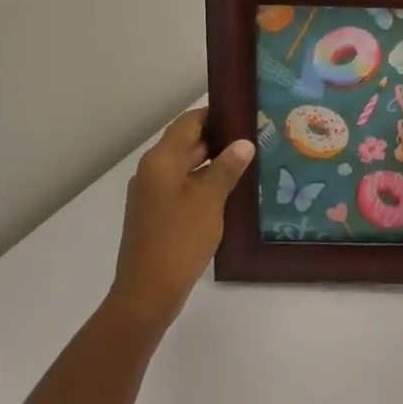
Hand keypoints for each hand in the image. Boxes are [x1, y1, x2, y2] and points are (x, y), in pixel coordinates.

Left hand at [110, 108, 253, 328]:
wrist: (148, 291)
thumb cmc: (180, 238)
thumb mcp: (209, 200)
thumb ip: (226, 168)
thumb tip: (243, 143)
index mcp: (161, 160)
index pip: (188, 123)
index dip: (213, 114)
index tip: (243, 112)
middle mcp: (152, 171)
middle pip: (186, 143)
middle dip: (218, 139)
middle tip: (254, 136)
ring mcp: (152, 193)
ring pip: (186, 166)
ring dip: (213, 162)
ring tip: (249, 161)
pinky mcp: (157, 213)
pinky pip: (183, 186)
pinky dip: (204, 182)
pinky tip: (230, 190)